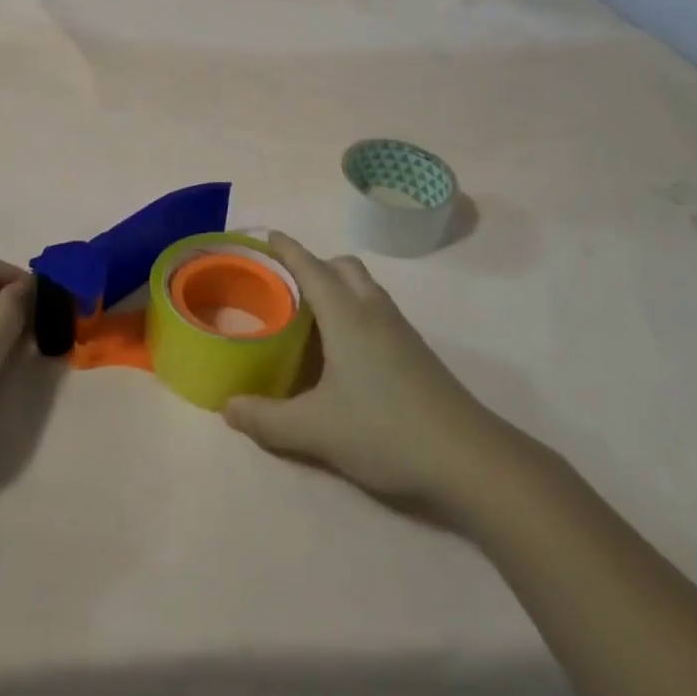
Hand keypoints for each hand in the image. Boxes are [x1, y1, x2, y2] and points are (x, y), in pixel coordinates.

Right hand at [224, 233, 535, 513]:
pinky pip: (377, 310)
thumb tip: (227, 407)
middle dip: (313, 264)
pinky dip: (355, 310)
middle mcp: (373, 310)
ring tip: (310, 317)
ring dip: (337, 286)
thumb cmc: (385, 430)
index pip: (310, 266)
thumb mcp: (315, 430)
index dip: (286, 249)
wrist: (469, 459)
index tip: (266, 235)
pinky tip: (344, 351)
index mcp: (346, 314)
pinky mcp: (416, 352)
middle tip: (285, 287)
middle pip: (342, 266)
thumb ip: (267, 418)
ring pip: (364, 287)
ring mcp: (400, 330)